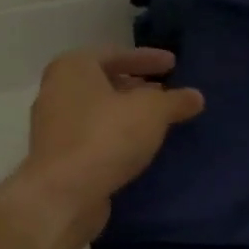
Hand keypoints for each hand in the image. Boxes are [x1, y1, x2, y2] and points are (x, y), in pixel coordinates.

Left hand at [18, 47, 204, 235]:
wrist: (64, 195)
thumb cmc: (106, 136)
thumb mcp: (152, 111)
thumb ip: (175, 100)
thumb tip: (196, 97)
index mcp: (72, 67)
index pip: (116, 54)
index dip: (148, 59)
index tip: (173, 64)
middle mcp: (56, 90)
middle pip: (104, 81)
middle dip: (137, 86)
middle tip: (166, 92)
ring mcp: (53, 125)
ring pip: (98, 110)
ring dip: (126, 113)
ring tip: (157, 120)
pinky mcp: (57, 156)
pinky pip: (93, 135)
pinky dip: (116, 135)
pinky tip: (138, 146)